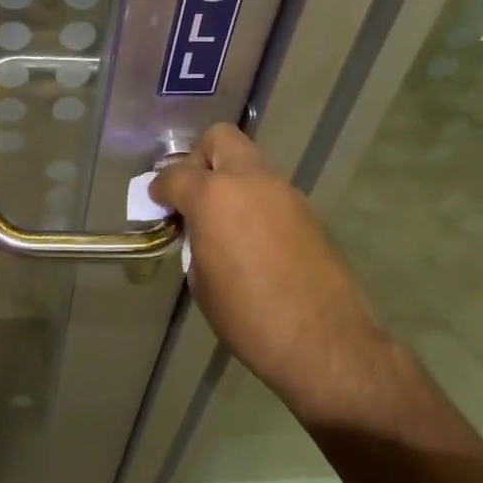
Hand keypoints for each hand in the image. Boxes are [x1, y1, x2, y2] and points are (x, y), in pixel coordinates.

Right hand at [151, 125, 403, 428]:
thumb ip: (195, 240)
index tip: (158, 204)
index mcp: (214, 196)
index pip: (175, 174)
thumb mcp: (201, 281)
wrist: (324, 343)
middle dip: (200, 160)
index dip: (160, 188)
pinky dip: (256, 204)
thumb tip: (200, 230)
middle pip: (220, 140)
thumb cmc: (248, 317)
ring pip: (250, 165)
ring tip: (225, 224)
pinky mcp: (309, 212)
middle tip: (195, 196)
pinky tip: (255, 242)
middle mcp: (251, 181)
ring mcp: (285, 193)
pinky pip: (271, 193)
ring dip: (232, 183)